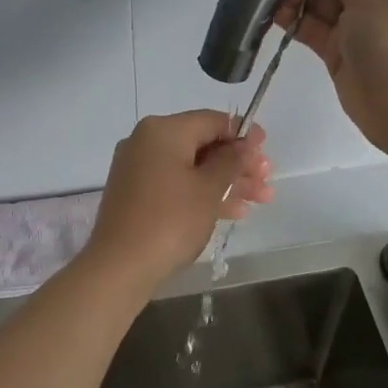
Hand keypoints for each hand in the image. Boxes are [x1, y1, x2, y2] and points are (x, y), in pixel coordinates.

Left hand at [83, 111, 273, 289]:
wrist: (120, 266)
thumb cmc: (170, 220)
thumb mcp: (209, 189)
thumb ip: (231, 161)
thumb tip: (245, 142)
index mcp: (163, 130)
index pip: (211, 121)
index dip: (243, 134)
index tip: (266, 149)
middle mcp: (147, 142)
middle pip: (202, 145)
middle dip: (238, 164)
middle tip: (267, 181)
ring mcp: (139, 169)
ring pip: (192, 168)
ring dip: (226, 182)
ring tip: (260, 200)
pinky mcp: (136, 194)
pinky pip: (176, 184)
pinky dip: (202, 193)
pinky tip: (232, 211)